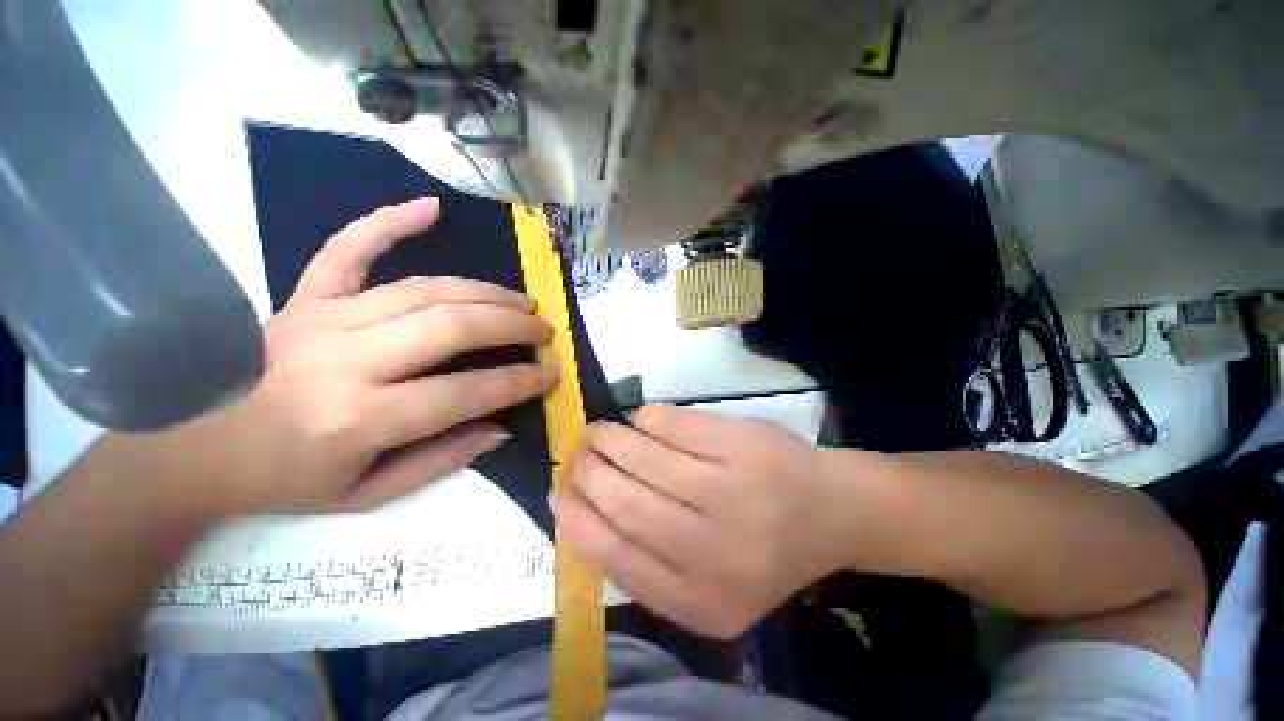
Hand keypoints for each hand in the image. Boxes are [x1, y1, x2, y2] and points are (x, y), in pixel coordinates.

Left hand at [131, 197, 557, 515]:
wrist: (190, 448)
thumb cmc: (284, 480)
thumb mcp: (368, 495)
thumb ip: (441, 461)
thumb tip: (501, 427)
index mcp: (360, 418)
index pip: (465, 392)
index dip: (518, 382)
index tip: (549, 375)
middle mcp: (346, 360)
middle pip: (451, 326)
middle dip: (511, 326)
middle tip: (542, 330)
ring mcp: (322, 318)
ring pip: (423, 289)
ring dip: (484, 292)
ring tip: (520, 301)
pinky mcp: (303, 296)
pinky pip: (348, 248)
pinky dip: (389, 221)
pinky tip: (430, 207)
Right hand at [551, 406, 853, 637]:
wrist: (831, 511)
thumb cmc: (763, 548)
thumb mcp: (706, 583)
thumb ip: (648, 561)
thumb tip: (582, 510)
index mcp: (701, 601)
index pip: (615, 556)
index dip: (577, 520)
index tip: (559, 494)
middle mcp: (715, 552)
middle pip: (626, 502)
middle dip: (589, 471)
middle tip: (579, 453)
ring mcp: (732, 492)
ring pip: (645, 456)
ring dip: (612, 438)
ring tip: (601, 431)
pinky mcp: (742, 445)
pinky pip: (673, 423)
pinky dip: (645, 419)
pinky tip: (641, 420)